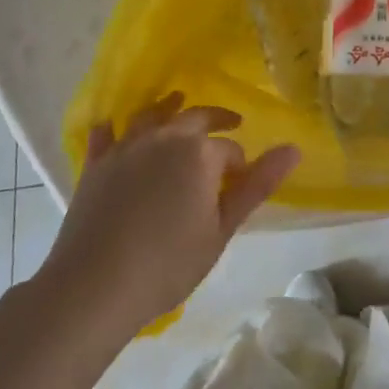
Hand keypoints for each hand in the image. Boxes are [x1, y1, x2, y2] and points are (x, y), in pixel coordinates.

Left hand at [37, 94, 299, 333]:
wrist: (95, 285)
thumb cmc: (168, 263)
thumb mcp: (222, 229)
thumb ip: (257, 185)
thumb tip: (293, 149)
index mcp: (200, 152)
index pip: (229, 149)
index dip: (239, 164)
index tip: (240, 181)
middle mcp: (164, 137)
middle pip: (195, 117)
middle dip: (215, 119)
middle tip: (229, 123)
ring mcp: (126, 147)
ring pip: (152, 115)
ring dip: (168, 107)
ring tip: (177, 103)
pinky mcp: (96, 163)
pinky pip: (105, 135)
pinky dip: (113, 127)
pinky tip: (113, 125)